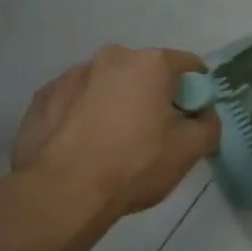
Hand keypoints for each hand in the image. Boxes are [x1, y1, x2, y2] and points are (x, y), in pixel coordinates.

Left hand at [10, 46, 219, 218]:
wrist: (61, 193)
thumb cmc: (135, 165)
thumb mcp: (191, 150)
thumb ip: (209, 124)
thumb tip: (202, 115)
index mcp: (151, 63)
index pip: (189, 66)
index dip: (196, 92)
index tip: (191, 119)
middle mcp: (111, 57)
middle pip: (145, 73)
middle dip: (153, 96)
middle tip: (153, 134)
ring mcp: (71, 75)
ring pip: (107, 85)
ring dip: (116, 103)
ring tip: (111, 143)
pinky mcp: (42, 97)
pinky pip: (75, 100)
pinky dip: (84, 115)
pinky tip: (83, 146)